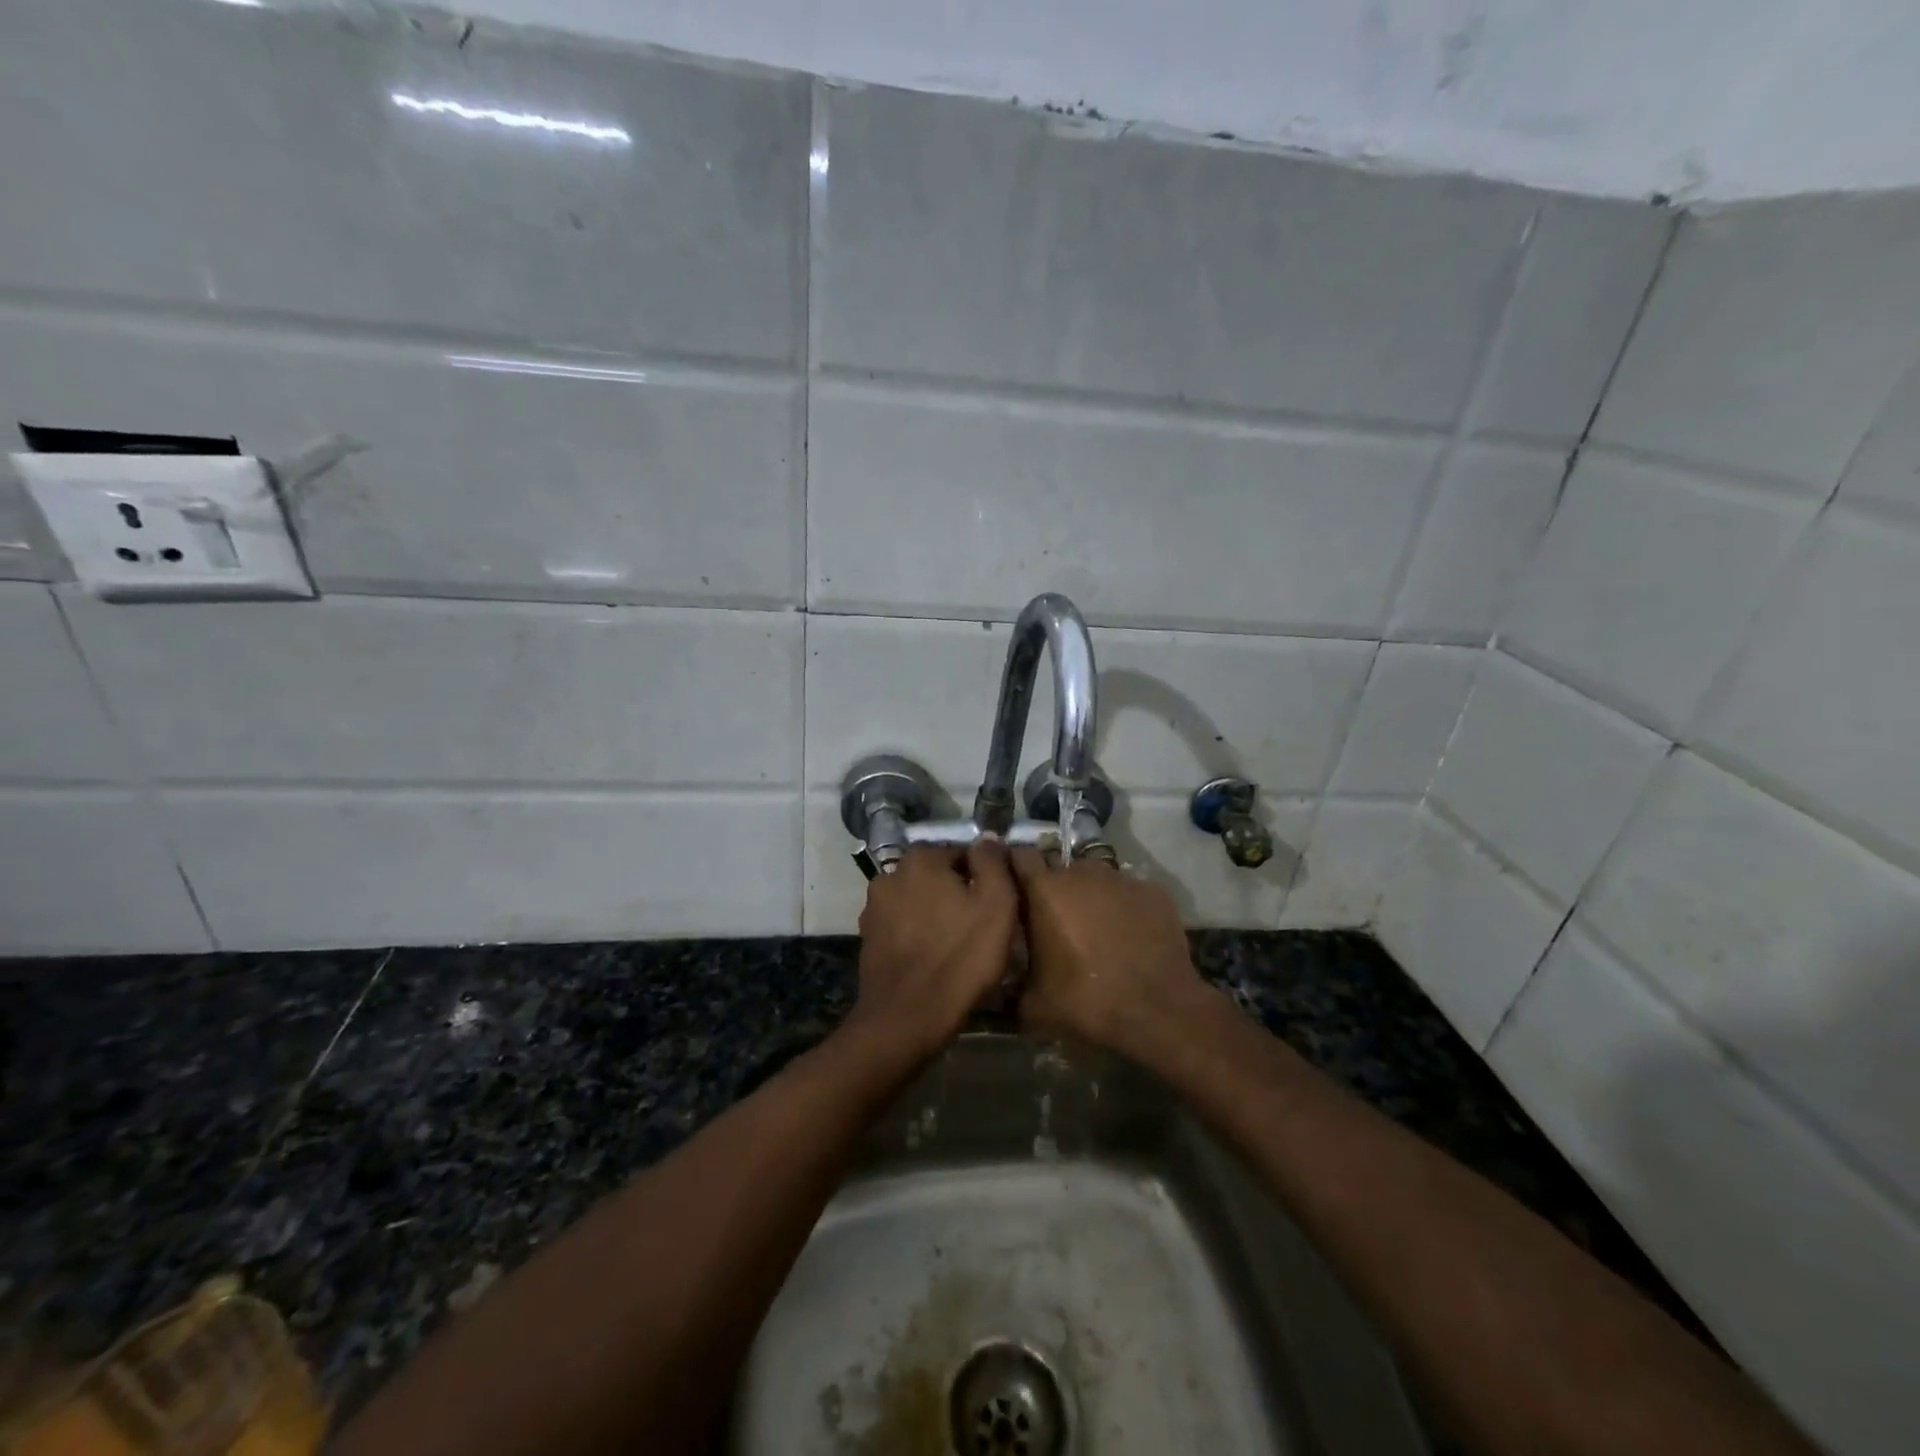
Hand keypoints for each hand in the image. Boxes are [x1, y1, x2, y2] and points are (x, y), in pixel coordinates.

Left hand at [849, 841, 1018, 1056]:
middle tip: (982, 927)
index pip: (962, 854)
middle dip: (958, 895)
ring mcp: (874, 908)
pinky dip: (918, 935)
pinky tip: (934, 958)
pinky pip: (903, 927)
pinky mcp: (868, 939)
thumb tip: (989, 838)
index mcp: (920, 859)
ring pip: (919, 902)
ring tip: (958, 946)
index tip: (998, 906)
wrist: (907, 1018)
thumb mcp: (996, 904)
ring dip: (937, 915)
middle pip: (938, 877)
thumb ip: (993, 862)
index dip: (985, 878)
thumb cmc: (960, 957)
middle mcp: (890, 874)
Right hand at [1010, 850, 1203, 1050]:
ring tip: (1092, 925)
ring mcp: (1120, 879)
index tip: (1013, 884)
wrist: (1157, 1012)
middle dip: (1053, 885)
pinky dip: (1122, 905)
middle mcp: (1081, 873)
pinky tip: (1128, 933)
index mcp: (1045, 890)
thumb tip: (1002, 985)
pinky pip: (1127, 891)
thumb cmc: (1087, 1002)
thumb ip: (1012, 985)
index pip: (1021, 856)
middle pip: (1059, 866)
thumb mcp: (1033, 1005)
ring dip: (1088, 894)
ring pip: (1095, 876)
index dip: (1014, 866)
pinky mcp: (1152, 891)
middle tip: (1053, 916)